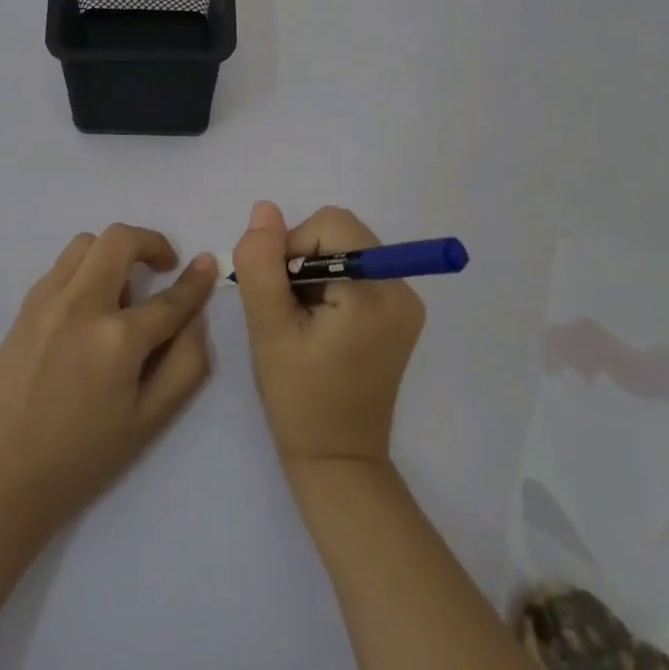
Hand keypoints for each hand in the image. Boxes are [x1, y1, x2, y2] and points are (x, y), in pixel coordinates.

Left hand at [0, 224, 216, 534]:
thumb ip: (186, 363)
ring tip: (121, 291)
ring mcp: (46, 301)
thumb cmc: (84, 457)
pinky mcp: (24, 308)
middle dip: (150, 243)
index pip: (169, 298)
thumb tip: (196, 317)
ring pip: (85, 243)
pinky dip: (84, 270)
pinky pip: (61, 267)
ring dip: (113, 253)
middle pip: (119, 239)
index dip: (196, 281)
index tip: (206, 264)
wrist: (4, 477)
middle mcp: (81, 305)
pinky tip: (88, 308)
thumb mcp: (151, 420)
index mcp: (117, 339)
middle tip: (162, 268)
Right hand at [233, 202, 425, 477]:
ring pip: (347, 250)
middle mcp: (402, 289)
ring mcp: (406, 303)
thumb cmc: (298, 398)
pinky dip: (331, 285)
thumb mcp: (269, 328)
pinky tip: (318, 324)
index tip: (278, 293)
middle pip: (342, 233)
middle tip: (287, 308)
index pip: (330, 225)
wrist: (338, 460)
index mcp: (376, 292)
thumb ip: (262, 264)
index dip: (293, 247)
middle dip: (304, 258)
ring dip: (315, 272)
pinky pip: (359, 272)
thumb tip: (264, 209)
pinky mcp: (400, 316)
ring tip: (302, 320)